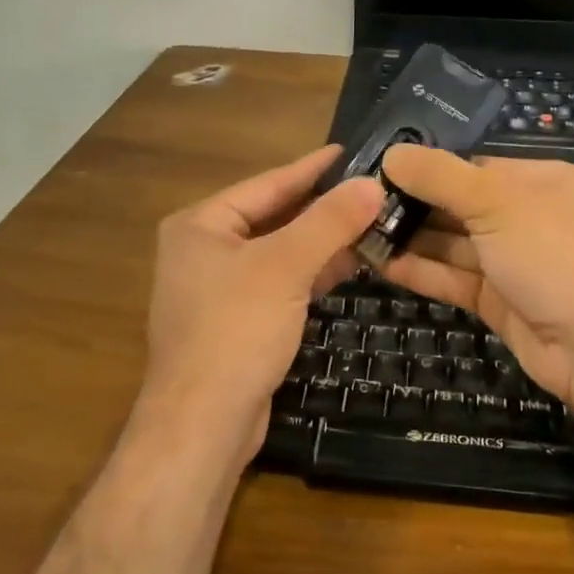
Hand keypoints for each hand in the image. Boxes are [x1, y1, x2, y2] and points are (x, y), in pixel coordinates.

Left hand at [141, 146, 383, 461]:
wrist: (204, 422)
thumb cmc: (236, 330)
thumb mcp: (285, 266)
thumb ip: (329, 222)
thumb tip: (373, 184)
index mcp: (201, 225)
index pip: (267, 184)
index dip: (312, 168)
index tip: (352, 152)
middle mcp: (204, 250)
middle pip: (274, 217)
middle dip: (323, 208)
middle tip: (372, 190)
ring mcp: (218, 289)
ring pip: (280, 253)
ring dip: (323, 242)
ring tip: (372, 223)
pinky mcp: (237, 322)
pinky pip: (280, 284)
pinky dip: (312, 274)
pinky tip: (349, 266)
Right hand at [376, 147, 573, 411]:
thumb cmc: (553, 255)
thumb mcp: (497, 204)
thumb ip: (441, 177)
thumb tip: (392, 152)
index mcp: (539, 182)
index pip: (473, 167)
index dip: (427, 169)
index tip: (378, 170)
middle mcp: (526, 218)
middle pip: (458, 206)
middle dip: (413, 206)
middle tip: (358, 205)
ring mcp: (512, 262)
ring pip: (452, 245)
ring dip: (410, 240)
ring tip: (358, 233)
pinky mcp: (498, 301)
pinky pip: (454, 279)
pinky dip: (421, 271)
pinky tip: (381, 264)